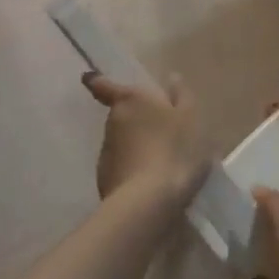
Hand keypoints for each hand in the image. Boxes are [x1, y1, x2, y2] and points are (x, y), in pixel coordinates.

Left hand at [82, 73, 202, 202]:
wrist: (149, 201)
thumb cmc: (174, 148)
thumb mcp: (190, 118)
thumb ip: (182, 96)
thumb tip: (172, 78)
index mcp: (131, 100)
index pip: (104, 86)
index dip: (97, 81)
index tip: (89, 78)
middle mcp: (113, 121)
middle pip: (121, 114)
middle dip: (135, 119)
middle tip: (160, 130)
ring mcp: (106, 151)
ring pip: (122, 141)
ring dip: (136, 145)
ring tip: (162, 159)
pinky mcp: (105, 178)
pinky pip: (122, 166)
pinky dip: (133, 168)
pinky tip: (152, 180)